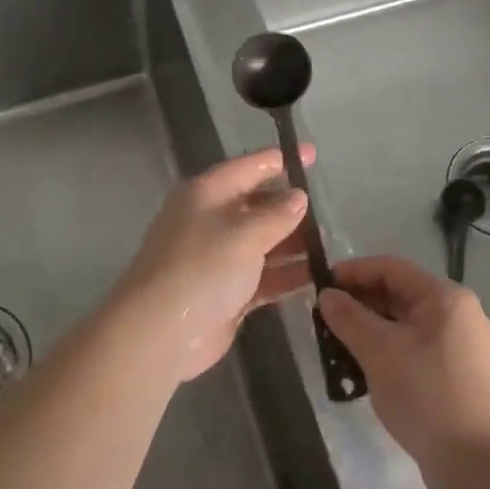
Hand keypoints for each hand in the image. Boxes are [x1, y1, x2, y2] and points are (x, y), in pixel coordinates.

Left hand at [107, 148, 314, 383]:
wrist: (160, 333)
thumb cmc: (201, 269)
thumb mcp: (243, 234)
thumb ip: (276, 214)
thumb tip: (298, 197)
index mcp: (206, 194)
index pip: (248, 167)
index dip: (280, 160)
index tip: (313, 155)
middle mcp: (211, 221)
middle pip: (257, 206)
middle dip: (291, 208)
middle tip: (328, 213)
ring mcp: (218, 259)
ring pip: (263, 243)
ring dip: (293, 245)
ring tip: (329, 247)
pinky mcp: (227, 292)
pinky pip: (263, 276)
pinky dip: (286, 275)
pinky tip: (317, 276)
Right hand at [318, 256, 489, 487]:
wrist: (480, 465)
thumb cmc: (428, 395)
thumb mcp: (380, 352)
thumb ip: (349, 318)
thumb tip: (327, 296)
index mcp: (444, 297)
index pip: (390, 268)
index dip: (352, 272)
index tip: (318, 286)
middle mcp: (456, 314)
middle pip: (398, 294)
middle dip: (358, 303)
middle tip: (321, 320)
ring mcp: (459, 346)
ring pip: (403, 324)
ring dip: (368, 330)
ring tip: (334, 346)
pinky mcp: (455, 375)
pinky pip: (412, 349)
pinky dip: (385, 352)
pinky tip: (360, 370)